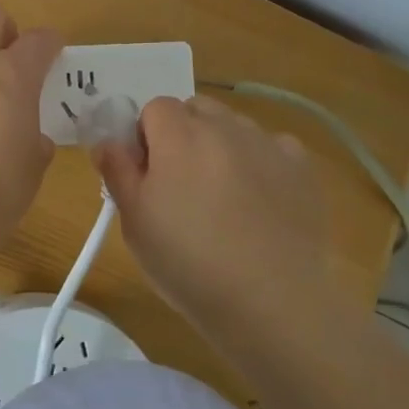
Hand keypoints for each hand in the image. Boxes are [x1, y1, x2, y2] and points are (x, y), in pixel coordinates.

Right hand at [93, 96, 344, 337]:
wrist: (270, 301)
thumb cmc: (188, 262)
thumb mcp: (135, 221)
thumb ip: (117, 171)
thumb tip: (107, 141)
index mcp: (179, 135)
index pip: (154, 107)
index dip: (146, 136)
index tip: (147, 174)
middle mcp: (224, 126)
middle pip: (196, 109)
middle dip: (184, 134)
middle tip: (181, 183)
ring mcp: (267, 144)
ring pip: (234, 126)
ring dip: (221, 145)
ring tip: (223, 197)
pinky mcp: (301, 167)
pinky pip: (273, 147)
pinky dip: (261, 163)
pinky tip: (260, 201)